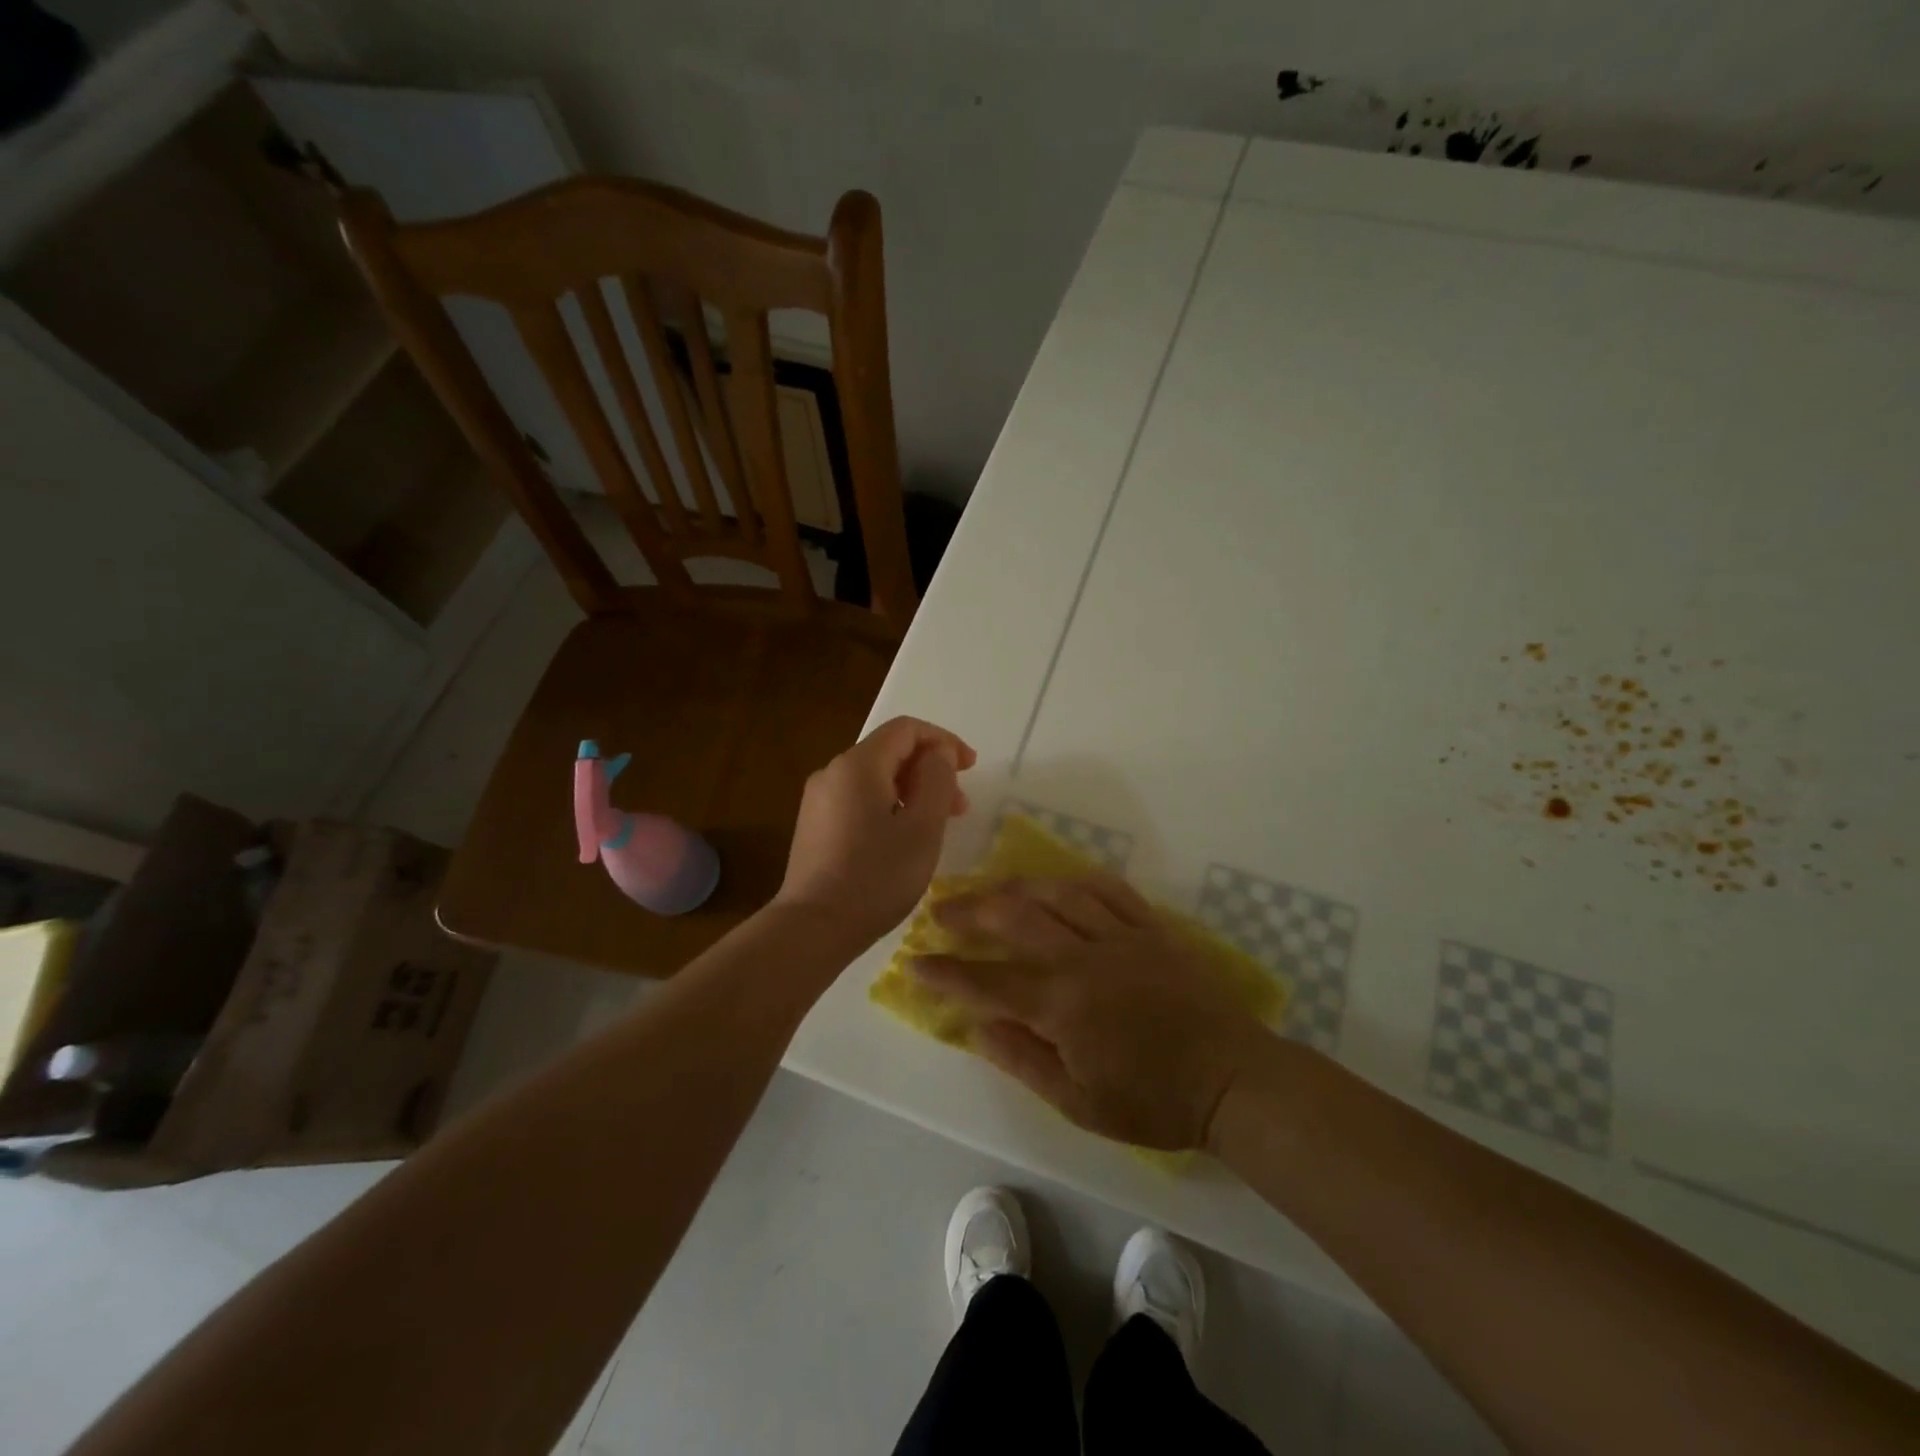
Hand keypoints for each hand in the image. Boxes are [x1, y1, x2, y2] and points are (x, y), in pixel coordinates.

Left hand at [776, 716, 975, 948]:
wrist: (814, 927)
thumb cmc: (876, 876)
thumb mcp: (922, 828)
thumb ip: (937, 780)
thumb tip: (938, 753)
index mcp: (858, 764)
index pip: (906, 730)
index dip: (943, 741)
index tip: (970, 767)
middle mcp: (833, 772)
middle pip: (890, 753)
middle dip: (929, 770)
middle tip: (960, 806)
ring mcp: (819, 800)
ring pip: (875, 779)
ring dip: (912, 792)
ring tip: (936, 826)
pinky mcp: (815, 826)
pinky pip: (859, 800)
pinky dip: (889, 807)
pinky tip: (903, 840)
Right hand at [910, 876, 1270, 1150]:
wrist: (1233, 1079)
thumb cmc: (1154, 1101)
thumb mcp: (1079, 1104)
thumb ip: (1023, 1060)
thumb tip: (976, 1027)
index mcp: (1062, 1004)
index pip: (988, 982)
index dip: (946, 973)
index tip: (915, 962)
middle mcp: (1083, 957)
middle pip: (1015, 920)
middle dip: (969, 912)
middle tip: (940, 909)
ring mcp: (1120, 935)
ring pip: (1056, 894)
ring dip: (1015, 887)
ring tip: (988, 888)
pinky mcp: (1151, 927)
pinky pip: (1108, 889)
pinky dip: (1075, 880)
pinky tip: (1057, 881)